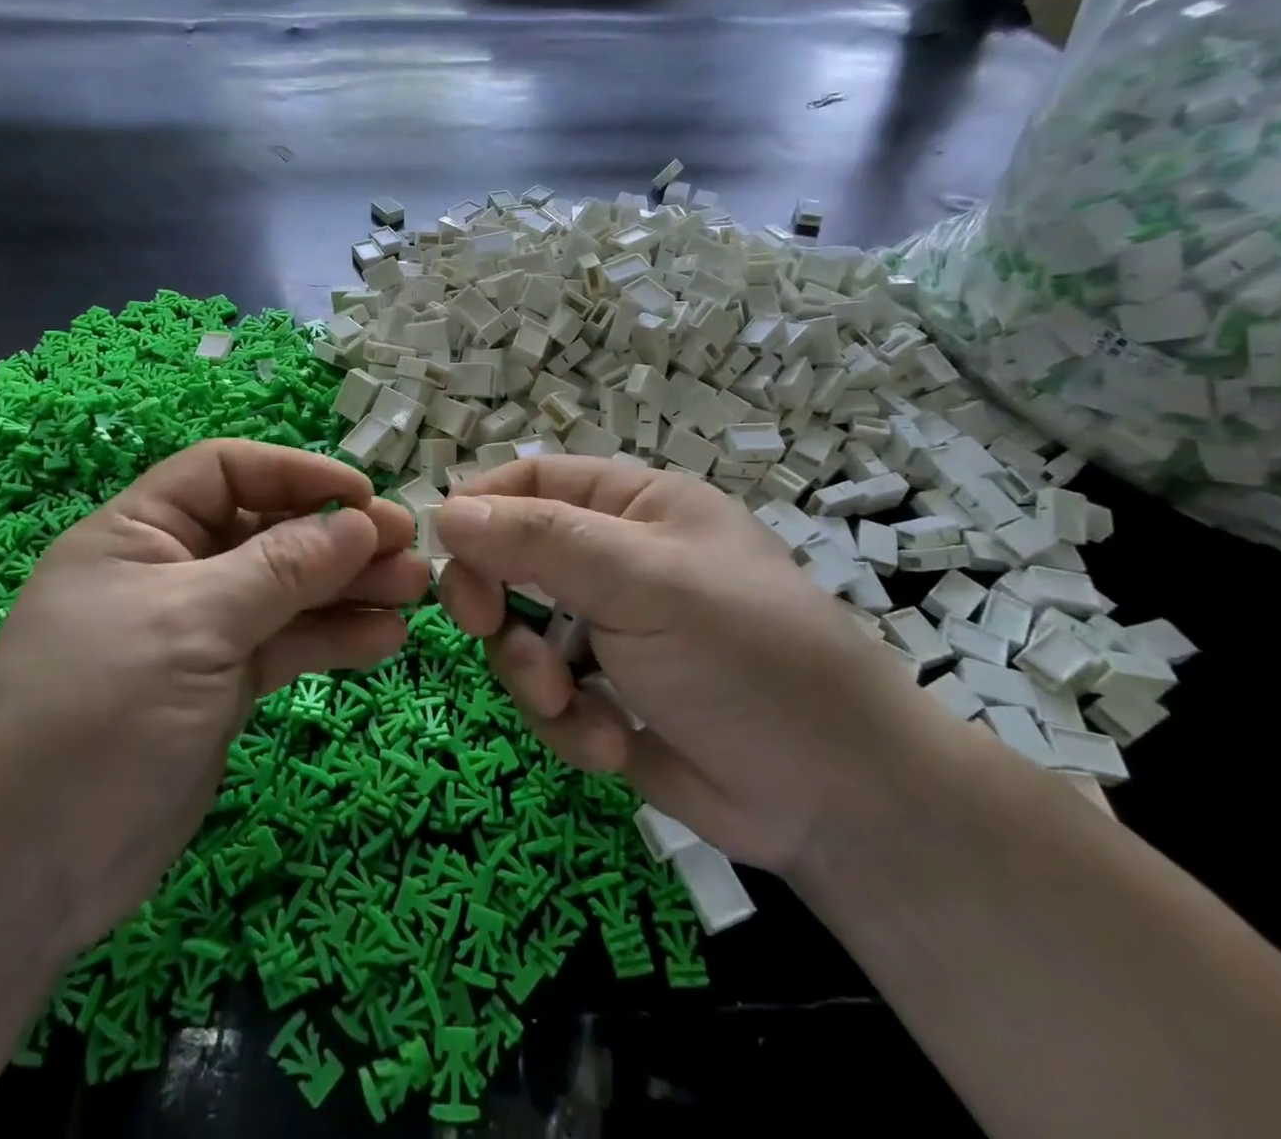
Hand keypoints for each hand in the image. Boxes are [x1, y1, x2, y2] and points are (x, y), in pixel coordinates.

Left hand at [0, 440, 428, 952]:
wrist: (26, 876)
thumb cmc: (97, 716)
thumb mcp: (193, 625)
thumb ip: (282, 569)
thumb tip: (361, 523)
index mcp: (139, 533)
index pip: (227, 472)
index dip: (297, 474)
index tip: (363, 497)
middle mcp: (172, 571)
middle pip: (268, 532)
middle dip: (338, 539)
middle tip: (409, 550)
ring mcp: (199, 631)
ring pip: (287, 592)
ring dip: (349, 589)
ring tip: (413, 594)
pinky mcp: (221, 685)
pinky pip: (286, 645)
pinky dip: (332, 640)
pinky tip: (384, 642)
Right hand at [436, 456, 944, 875]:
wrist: (837, 798)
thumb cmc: (748, 655)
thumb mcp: (645, 581)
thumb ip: (541, 541)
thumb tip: (443, 511)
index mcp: (632, 506)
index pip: (530, 481)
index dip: (480, 508)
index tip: (445, 551)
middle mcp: (613, 561)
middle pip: (509, 560)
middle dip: (497, 603)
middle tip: (487, 627)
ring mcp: (606, 632)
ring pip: (517, 636)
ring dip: (532, 676)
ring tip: (573, 706)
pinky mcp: (603, 698)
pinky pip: (545, 698)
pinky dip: (565, 724)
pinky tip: (613, 745)